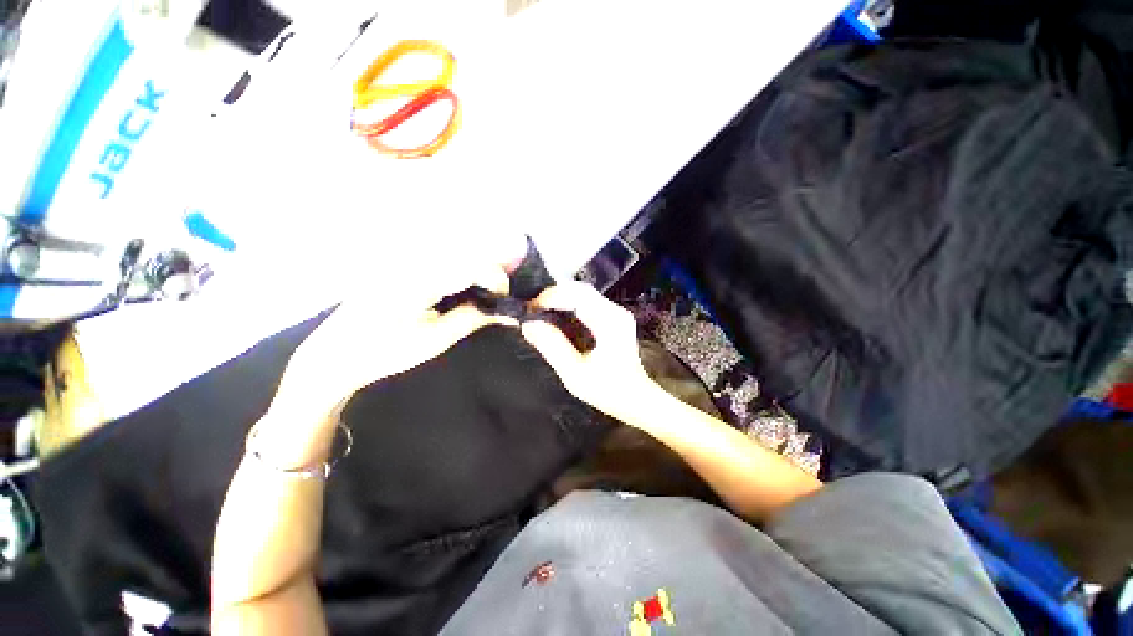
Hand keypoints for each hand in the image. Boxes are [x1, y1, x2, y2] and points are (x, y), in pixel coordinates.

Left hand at [274, 260, 517, 421]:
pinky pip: (439, 255)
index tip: (505, 298)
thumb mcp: (435, 340)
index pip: (471, 264)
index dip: (497, 278)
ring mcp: (403, 256)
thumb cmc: (385, 351)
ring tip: (483, 292)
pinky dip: (459, 267)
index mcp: (418, 279)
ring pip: (454, 250)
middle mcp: (411, 258)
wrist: (336, 352)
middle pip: (466, 251)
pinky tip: (460, 286)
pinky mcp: (400, 260)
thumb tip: (507, 313)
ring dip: (475, 267)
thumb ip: (473, 319)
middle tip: (497, 295)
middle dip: (490, 270)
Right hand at [521, 282, 658, 422]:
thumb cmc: (607, 390)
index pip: (577, 294)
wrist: (635, 398)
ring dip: (560, 299)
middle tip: (531, 309)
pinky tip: (556, 316)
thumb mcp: (575, 373)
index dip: (550, 296)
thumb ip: (552, 347)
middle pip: (580, 289)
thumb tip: (528, 325)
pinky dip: (568, 305)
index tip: (529, 308)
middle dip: (553, 295)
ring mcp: (616, 313)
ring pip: (583, 293)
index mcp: (609, 321)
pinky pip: (587, 302)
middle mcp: (615, 311)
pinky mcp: (612, 318)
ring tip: (539, 311)